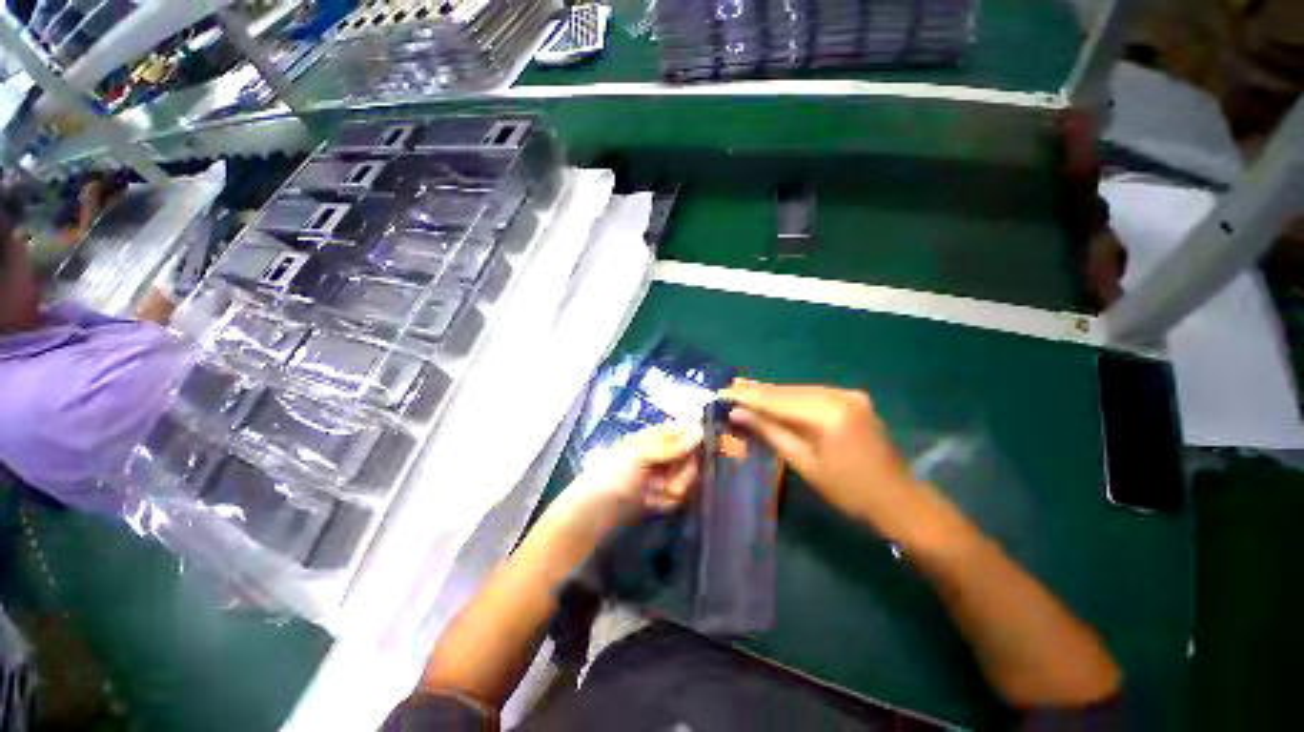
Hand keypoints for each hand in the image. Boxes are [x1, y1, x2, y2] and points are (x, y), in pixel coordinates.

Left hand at [558, 422, 703, 528]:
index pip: (687, 429)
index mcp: (656, 435)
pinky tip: (652, 503)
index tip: (706, 453)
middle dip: (684, 473)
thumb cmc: (613, 474)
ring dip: (673, 490)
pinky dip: (666, 502)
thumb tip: (700, 430)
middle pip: (693, 458)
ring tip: (653, 494)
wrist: (593, 513)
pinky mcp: (663, 495)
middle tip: (667, 482)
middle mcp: (664, 452)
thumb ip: (672, 445)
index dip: (698, 440)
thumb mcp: (640, 455)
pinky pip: (679, 497)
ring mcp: (664, 474)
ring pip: (688, 480)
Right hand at [721, 379, 916, 524]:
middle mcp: (839, 395)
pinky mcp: (851, 399)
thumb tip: (738, 413)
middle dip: (757, 391)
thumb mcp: (805, 463)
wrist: (899, 499)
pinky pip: (812, 395)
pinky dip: (790, 398)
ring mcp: (848, 394)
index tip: (723, 393)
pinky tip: (772, 398)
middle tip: (728, 388)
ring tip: (742, 390)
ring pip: (798, 391)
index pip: (778, 400)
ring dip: (771, 394)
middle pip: (788, 391)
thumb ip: (770, 432)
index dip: (748, 397)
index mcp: (829, 413)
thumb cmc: (849, 491)